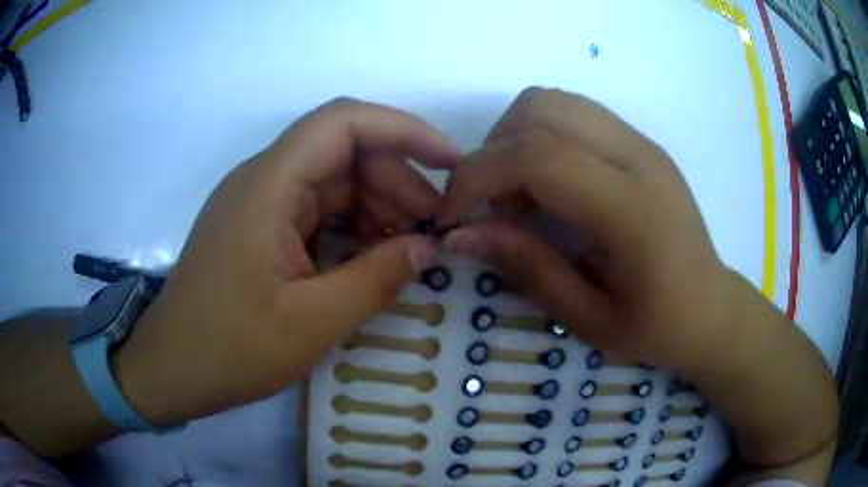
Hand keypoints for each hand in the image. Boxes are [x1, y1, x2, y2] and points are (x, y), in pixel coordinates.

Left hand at [115, 98, 457, 424]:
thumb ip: (376, 279)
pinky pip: (315, 208)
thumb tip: (427, 247)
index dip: (404, 130)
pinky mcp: (258, 227)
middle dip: (397, 179)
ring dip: (377, 204)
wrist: (172, 368)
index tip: (450, 162)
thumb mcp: (312, 323)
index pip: (344, 122)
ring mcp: (259, 203)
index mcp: (269, 186)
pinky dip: (351, 224)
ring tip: (409, 246)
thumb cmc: (230, 349)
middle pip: (343, 150)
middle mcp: (263, 179)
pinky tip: (371, 255)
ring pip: (332, 179)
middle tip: (435, 226)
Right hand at [438, 88, 735, 372]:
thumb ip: (526, 267)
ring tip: (518, 194)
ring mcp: (643, 143)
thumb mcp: (587, 318)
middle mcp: (640, 157)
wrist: (710, 308)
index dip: (479, 176)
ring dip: (516, 138)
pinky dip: (541, 138)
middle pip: (541, 109)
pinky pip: (574, 115)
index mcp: (633, 210)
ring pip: (554, 102)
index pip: (539, 156)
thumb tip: (460, 236)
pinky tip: (549, 187)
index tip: (453, 217)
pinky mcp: (641, 143)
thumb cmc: (656, 327)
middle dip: (493, 150)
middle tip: (491, 205)